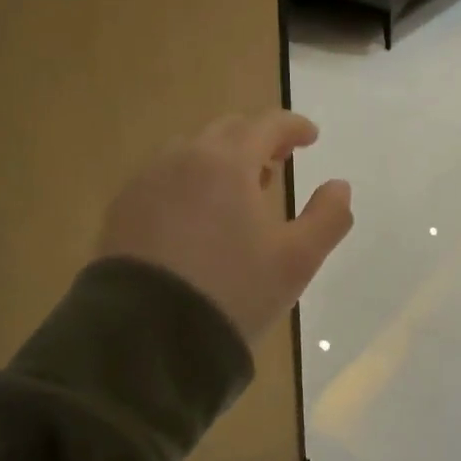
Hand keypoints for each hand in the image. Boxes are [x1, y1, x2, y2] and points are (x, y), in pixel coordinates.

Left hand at [98, 110, 352, 345]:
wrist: (146, 336)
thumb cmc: (233, 291)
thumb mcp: (297, 261)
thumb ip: (327, 217)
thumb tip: (339, 186)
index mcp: (228, 163)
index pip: (266, 125)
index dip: (293, 126)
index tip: (311, 137)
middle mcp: (183, 159)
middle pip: (227, 131)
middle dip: (257, 138)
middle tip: (278, 161)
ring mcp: (146, 183)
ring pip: (190, 152)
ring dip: (221, 159)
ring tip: (238, 189)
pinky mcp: (122, 211)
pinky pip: (163, 178)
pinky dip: (189, 181)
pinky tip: (196, 215)